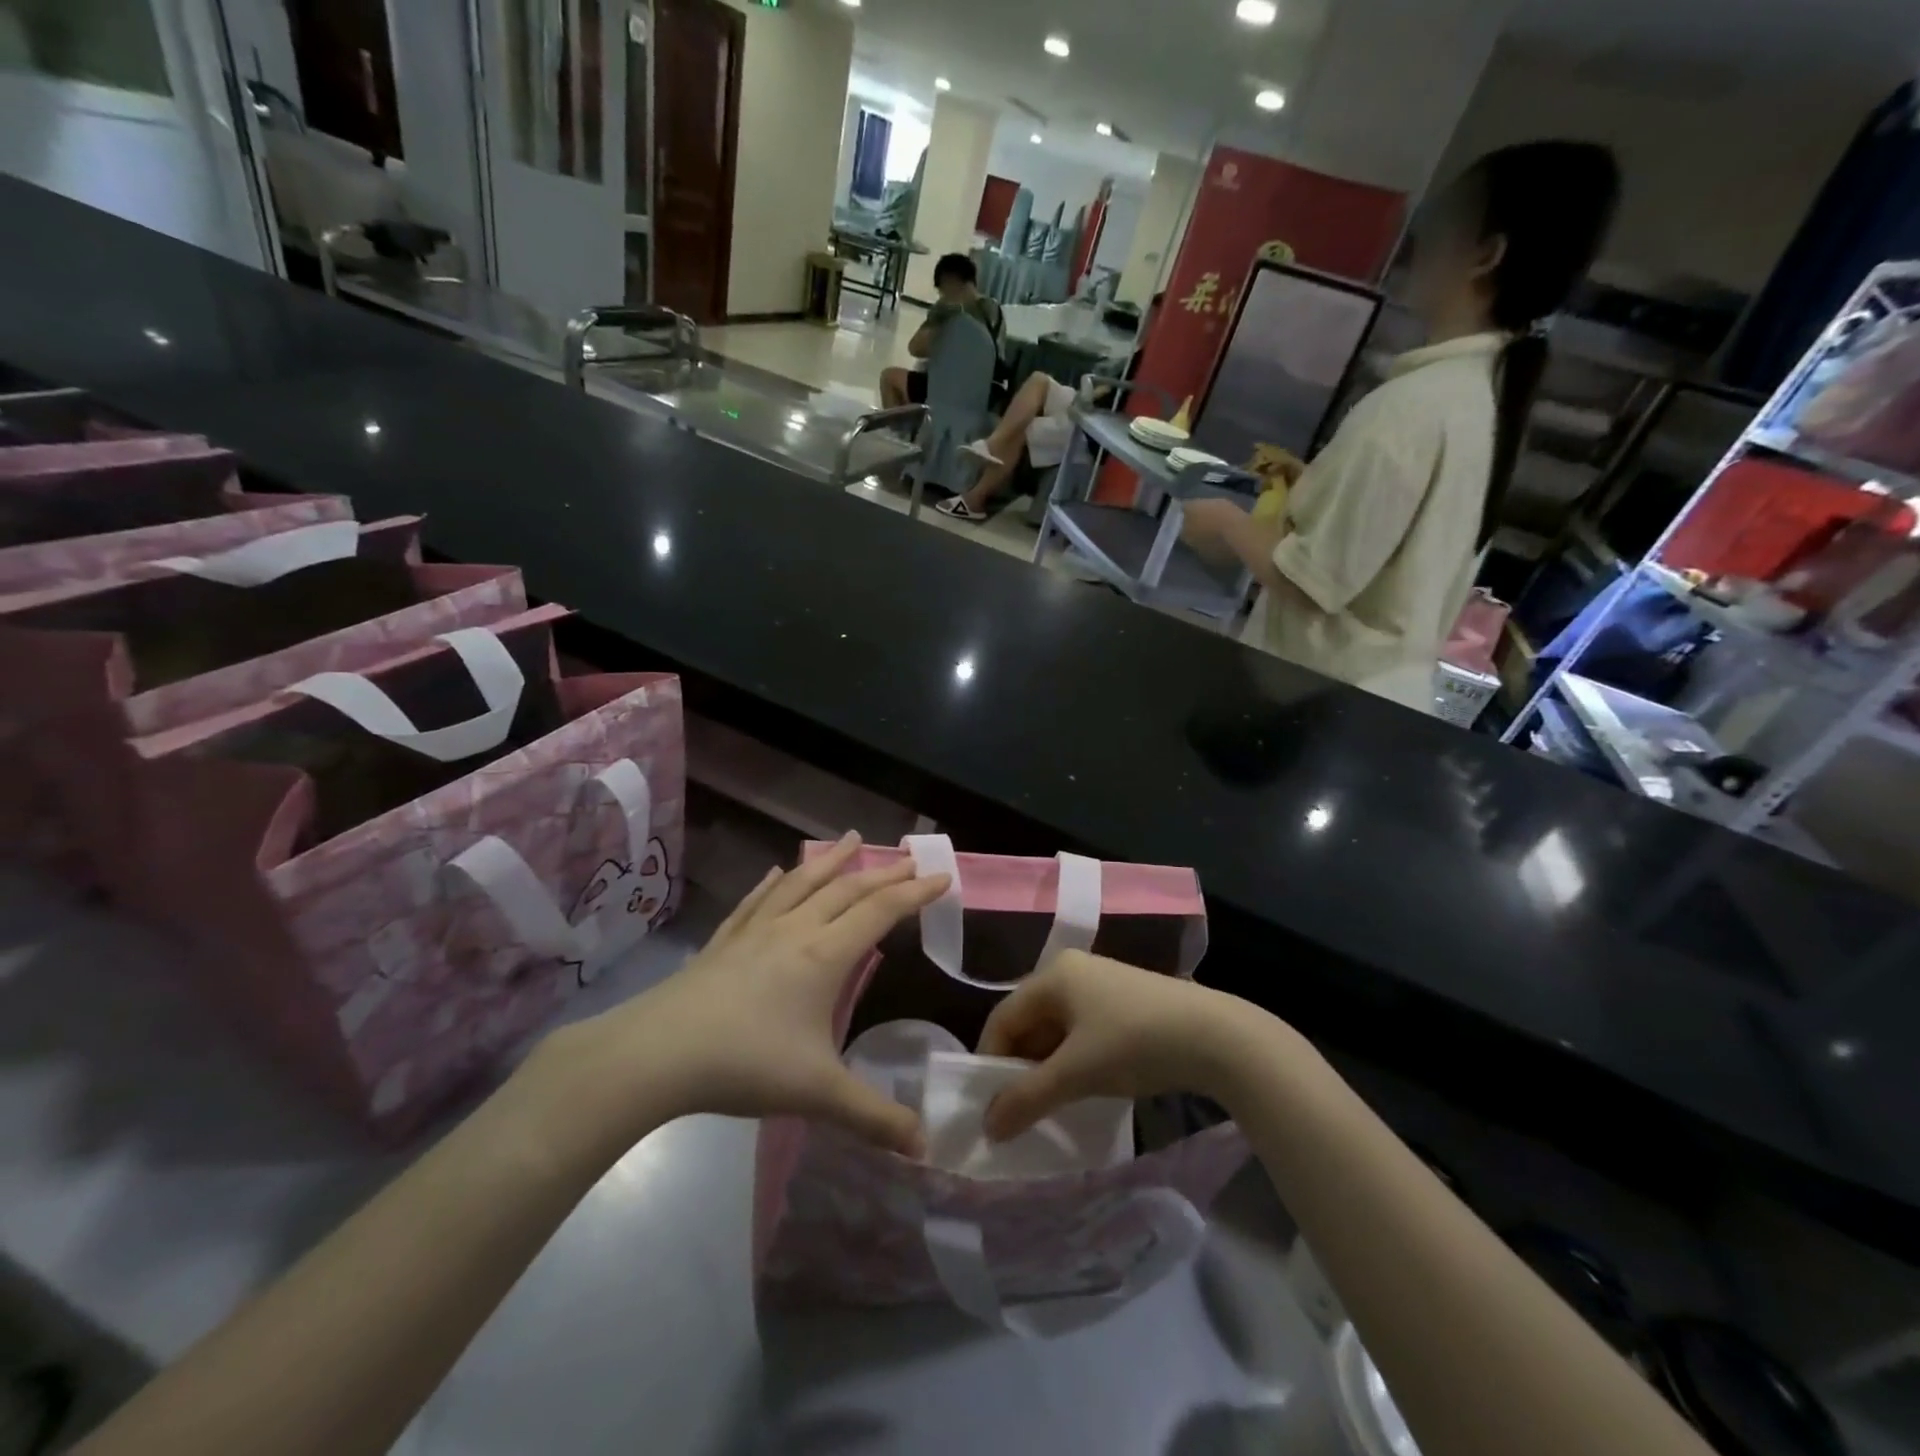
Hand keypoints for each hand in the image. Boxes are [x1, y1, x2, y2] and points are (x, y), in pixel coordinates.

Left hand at [558, 834, 947, 1154]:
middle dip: (883, 873)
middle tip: (909, 856)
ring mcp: (755, 932)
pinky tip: (777, 871)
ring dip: (831, 861)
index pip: (881, 912)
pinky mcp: (724, 941)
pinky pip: (756, 901)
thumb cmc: (745, 1063)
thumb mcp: (818, 1094)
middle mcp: (795, 931)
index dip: (915, 893)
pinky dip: (773, 882)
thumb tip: (924, 1148)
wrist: (657, 1053)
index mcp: (824, 955)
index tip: (942, 877)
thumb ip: (873, 1117)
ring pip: (802, 884)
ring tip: (853, 839)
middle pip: (847, 890)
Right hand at [976, 950, 1273, 1140]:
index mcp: (1053, 974)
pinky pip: (1083, 1029)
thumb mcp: (1076, 1073)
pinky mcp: (1125, 1000)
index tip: (991, 1106)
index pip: (1003, 1017)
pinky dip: (1075, 1057)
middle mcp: (1072, 969)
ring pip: (1057, 1027)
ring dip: (1049, 1065)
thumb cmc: (1134, 1044)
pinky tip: (1086, 1085)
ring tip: (1052, 1104)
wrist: (1217, 1036)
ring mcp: (1101, 982)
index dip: (991, 1061)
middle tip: (1020, 1109)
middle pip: (1029, 1020)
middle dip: (1021, 1065)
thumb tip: (987, 1127)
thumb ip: (1027, 1098)